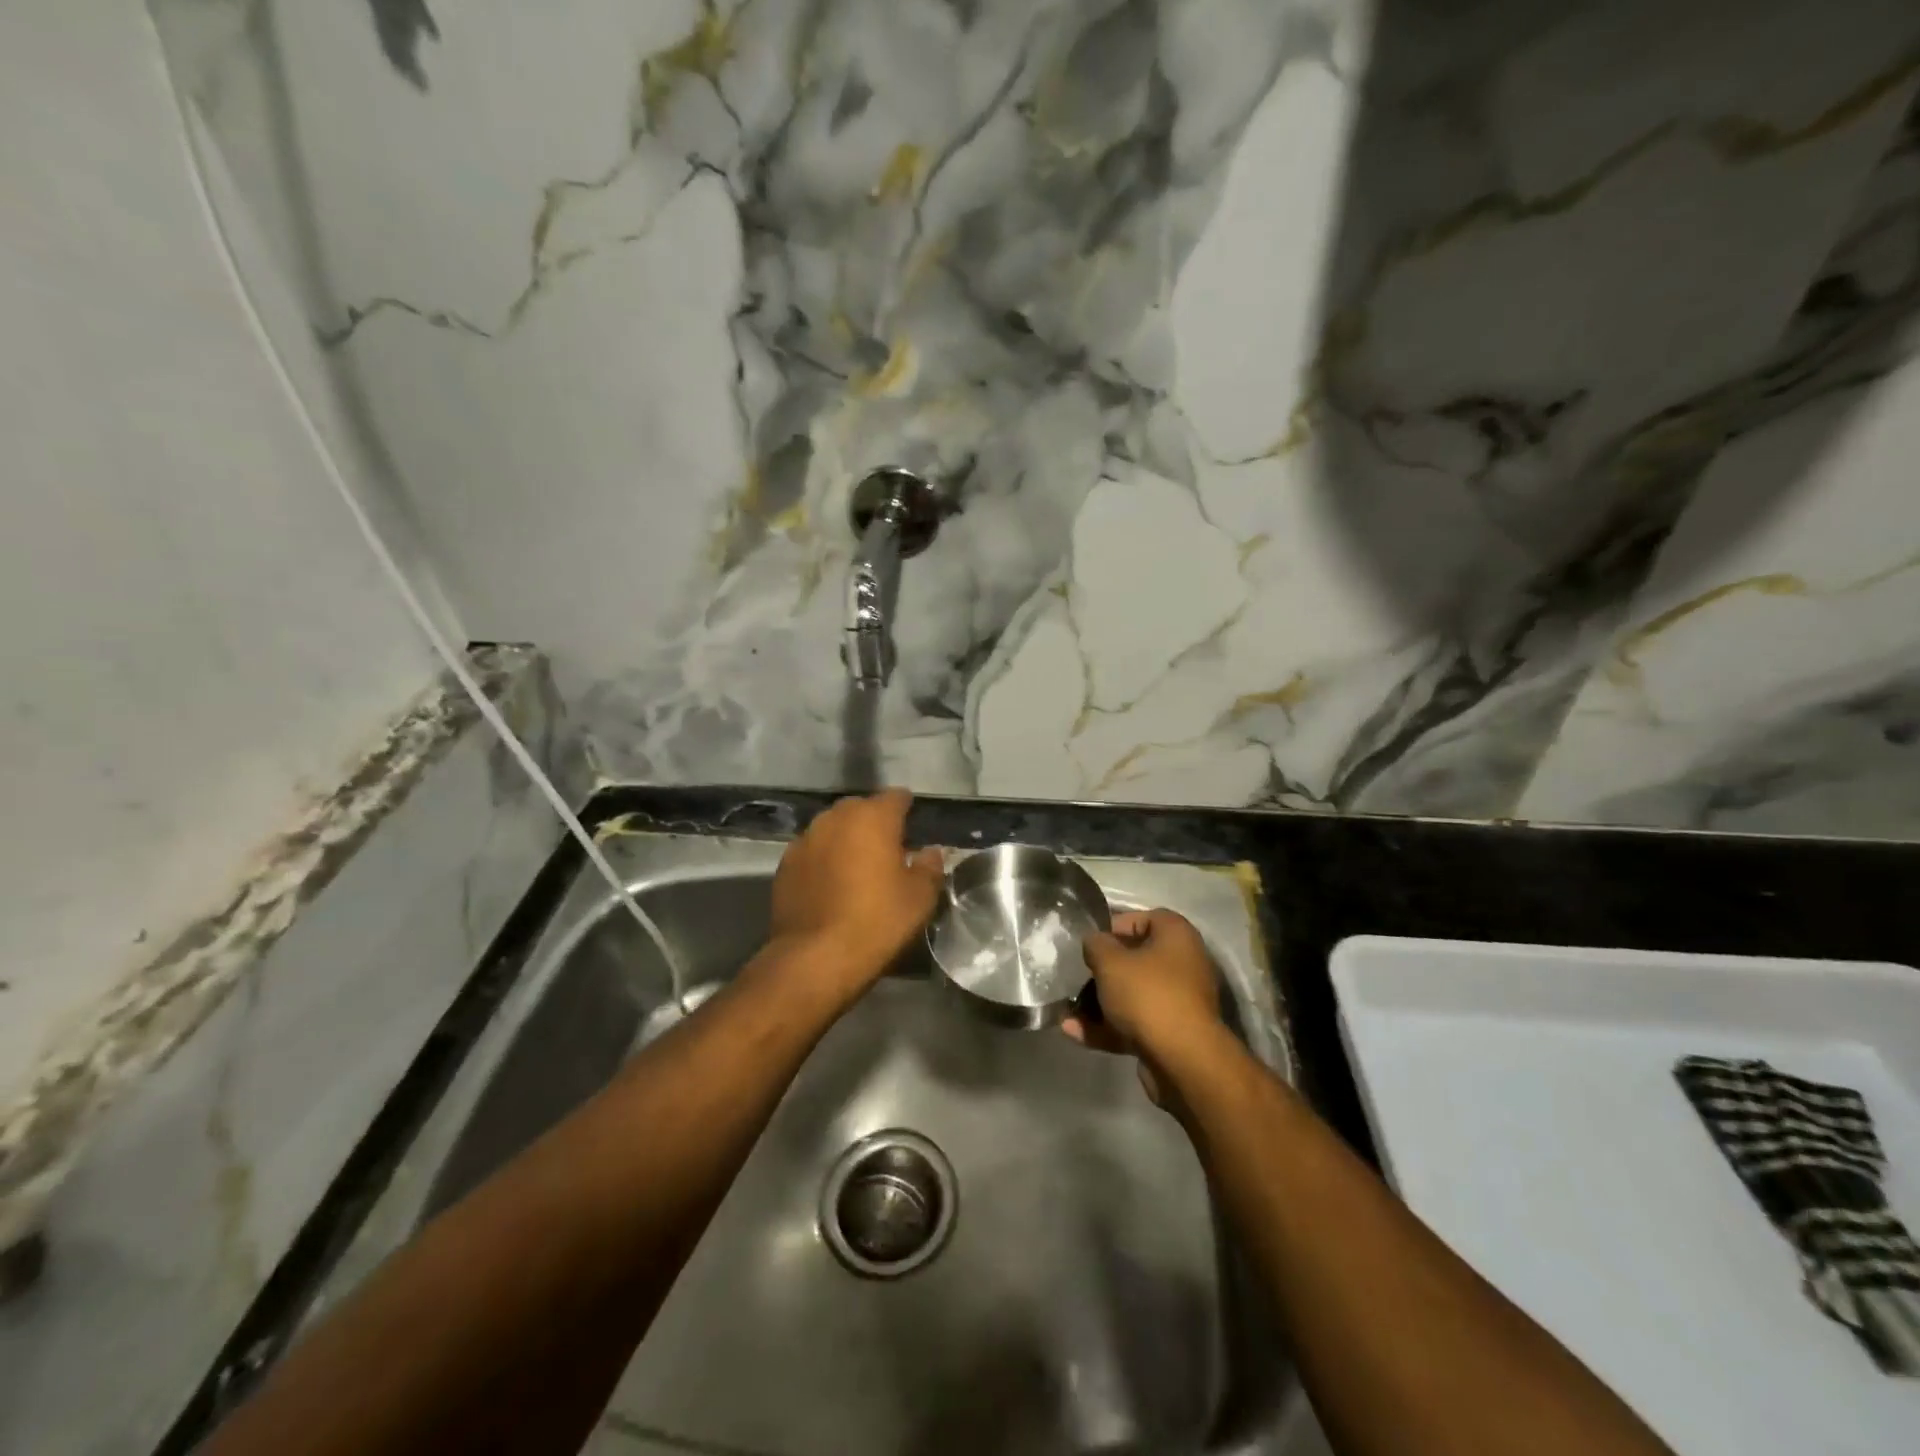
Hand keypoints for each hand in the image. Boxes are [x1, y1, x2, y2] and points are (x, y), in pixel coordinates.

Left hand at [767, 790, 943, 999]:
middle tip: (887, 847)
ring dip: (846, 838)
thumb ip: (929, 867)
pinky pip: (812, 850)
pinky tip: (831, 882)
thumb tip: (931, 852)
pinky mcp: (785, 864)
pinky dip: (824, 858)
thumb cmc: (876, 922)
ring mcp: (806, 839)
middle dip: (873, 821)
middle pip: (860, 808)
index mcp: (873, 817)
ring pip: (832, 827)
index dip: (906, 808)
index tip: (913, 824)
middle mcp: (836, 818)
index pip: (895, 797)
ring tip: (857, 864)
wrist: (814, 958)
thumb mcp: (919, 898)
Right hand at [1063, 909, 1222, 1103]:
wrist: (1182, 1060)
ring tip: (1067, 1010)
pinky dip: (1107, 1027)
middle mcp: (1183, 964)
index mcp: (1176, 936)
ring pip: (1132, 994)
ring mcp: (1178, 1002)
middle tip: (1078, 975)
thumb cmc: (1147, 995)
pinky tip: (1073, 1031)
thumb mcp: (1110, 961)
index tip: (1090, 942)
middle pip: (1136, 959)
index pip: (1143, 918)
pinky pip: (1134, 1022)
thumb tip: (1094, 941)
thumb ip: (1096, 944)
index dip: (1114, 926)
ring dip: (1099, 1002)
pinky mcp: (1170, 1034)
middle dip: (1103, 969)